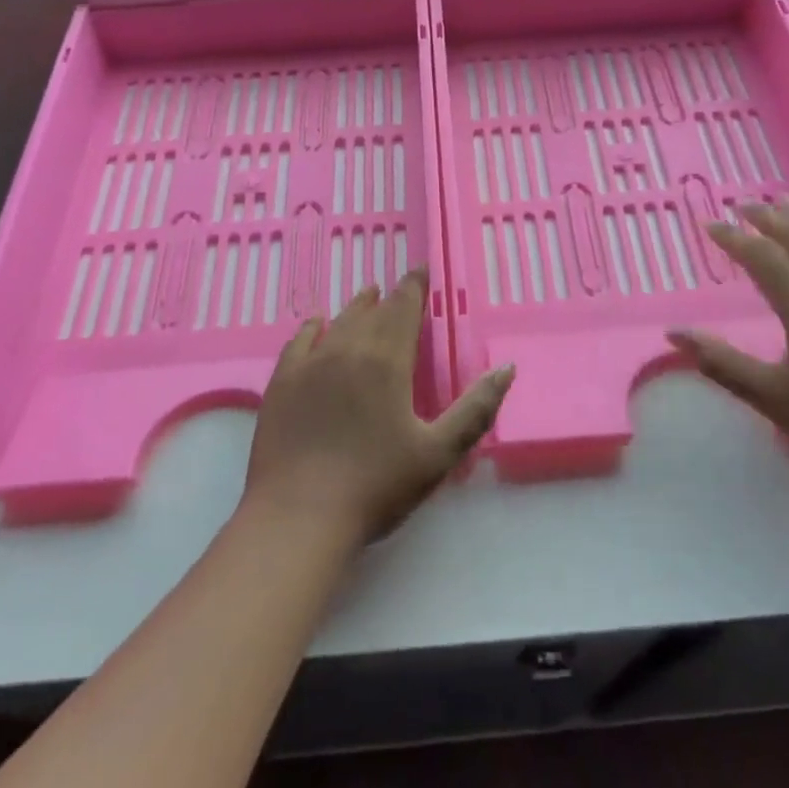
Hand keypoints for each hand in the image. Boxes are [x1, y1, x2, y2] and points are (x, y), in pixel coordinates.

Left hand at [244, 269, 513, 546]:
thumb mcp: (438, 453)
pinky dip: (312, 327)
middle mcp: (348, 349)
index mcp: (387, 360)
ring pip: (338, 322)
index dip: (415, 287)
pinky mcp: (282, 383)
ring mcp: (310, 364)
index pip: (404, 308)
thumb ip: (476, 408)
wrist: (298, 517)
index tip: (421, 270)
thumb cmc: (376, 486)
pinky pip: (299, 340)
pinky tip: (316, 323)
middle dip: (390, 298)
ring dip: (357, 307)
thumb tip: (506, 368)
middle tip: (400, 287)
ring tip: (367, 294)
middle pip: (373, 313)